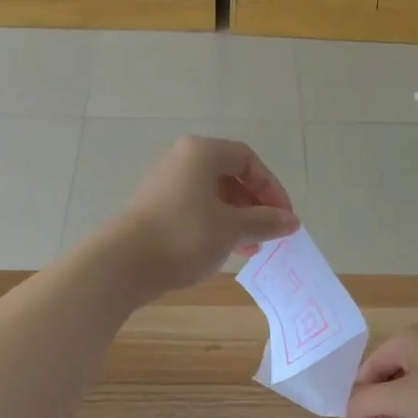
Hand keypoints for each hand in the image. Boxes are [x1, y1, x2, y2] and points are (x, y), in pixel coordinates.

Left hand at [106, 136, 297, 297]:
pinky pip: (196, 211)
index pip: (248, 159)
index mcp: (202, 153)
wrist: (126, 263)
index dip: (272, 187)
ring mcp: (166, 186)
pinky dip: (216, 227)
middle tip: (269, 234)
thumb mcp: (232, 229)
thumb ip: (265, 222)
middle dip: (255, 206)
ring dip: (238, 220)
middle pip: (230, 177)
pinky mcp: (156, 210)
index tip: (284, 217)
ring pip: (213, 197)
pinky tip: (225, 251)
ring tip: (251, 248)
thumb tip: (292, 221)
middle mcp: (182, 161)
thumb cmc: (185, 237)